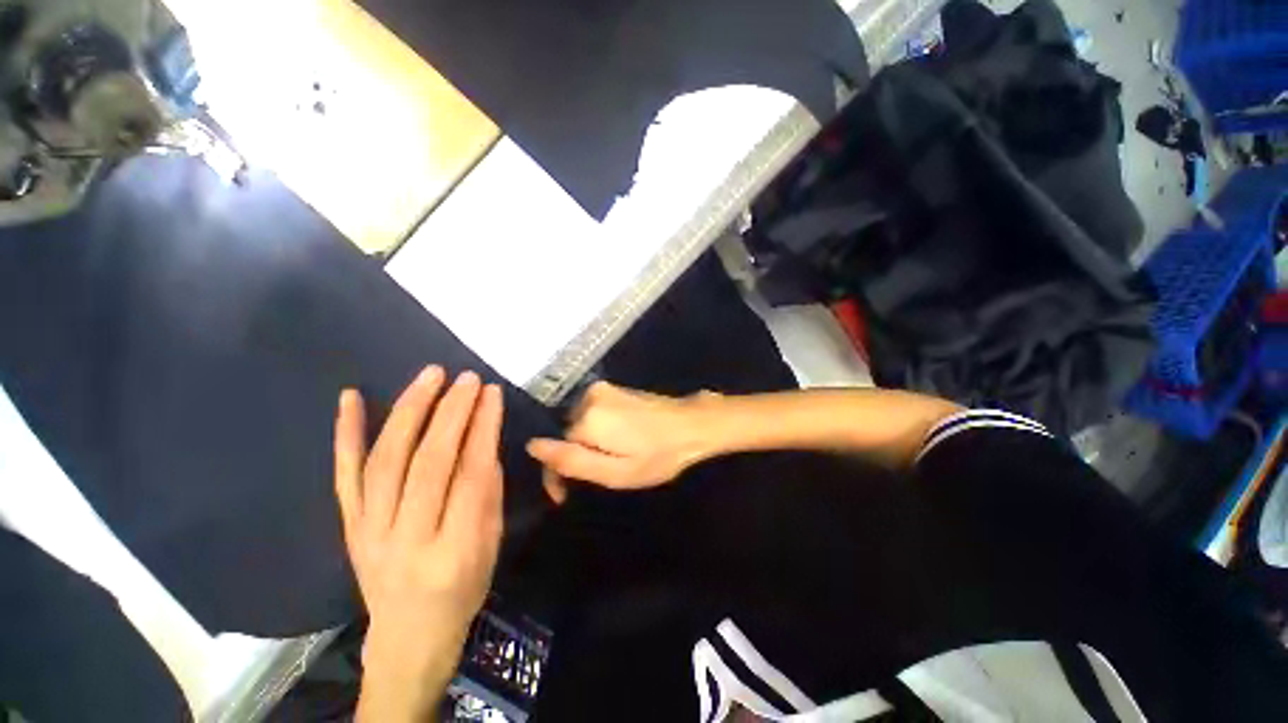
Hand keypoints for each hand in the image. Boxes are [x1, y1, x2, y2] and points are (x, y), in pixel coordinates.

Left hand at [334, 366, 504, 721]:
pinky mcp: (348, 526)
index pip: (471, 474)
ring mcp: (369, 532)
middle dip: (451, 412)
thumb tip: (483, 435)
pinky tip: (351, 398)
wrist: (408, 635)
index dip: (483, 428)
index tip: (492, 393)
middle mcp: (406, 538)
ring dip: (409, 411)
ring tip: (430, 376)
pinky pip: (343, 476)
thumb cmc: (463, 587)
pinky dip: (346, 434)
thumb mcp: (491, 542)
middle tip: (466, 378)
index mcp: (454, 548)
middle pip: (428, 463)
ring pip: (386, 461)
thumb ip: (487, 490)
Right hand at [526, 382, 717, 502]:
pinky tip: (620, 439)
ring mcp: (602, 389)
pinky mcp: (613, 388)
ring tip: (615, 457)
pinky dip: (598, 430)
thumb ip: (572, 461)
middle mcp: (588, 397)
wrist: (691, 425)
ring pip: (579, 424)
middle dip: (577, 456)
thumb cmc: (658, 455)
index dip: (555, 475)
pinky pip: (592, 413)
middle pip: (567, 434)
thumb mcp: (615, 472)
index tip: (564, 497)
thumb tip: (532, 447)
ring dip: (588, 443)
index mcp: (587, 419)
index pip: (554, 448)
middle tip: (604, 472)